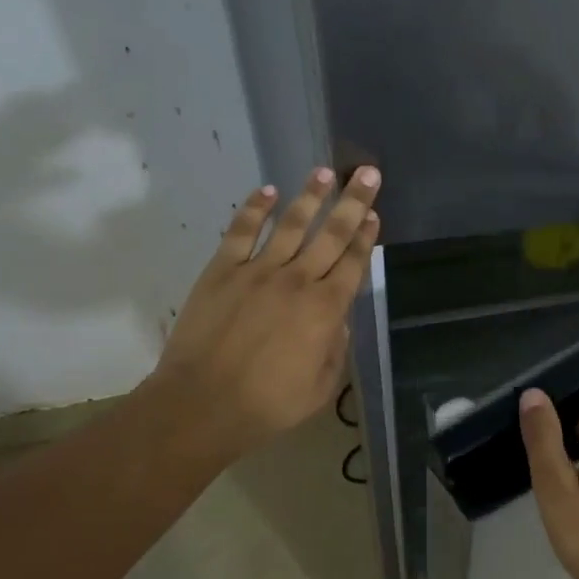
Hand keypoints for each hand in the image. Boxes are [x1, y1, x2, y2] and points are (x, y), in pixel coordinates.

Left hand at [155, 165, 380, 460]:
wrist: (203, 403)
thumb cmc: (268, 404)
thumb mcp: (321, 387)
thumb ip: (335, 347)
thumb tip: (337, 319)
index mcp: (325, 310)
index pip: (353, 264)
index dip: (366, 238)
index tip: (374, 215)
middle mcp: (298, 281)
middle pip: (331, 234)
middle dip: (352, 202)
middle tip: (367, 173)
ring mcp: (257, 271)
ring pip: (291, 224)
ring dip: (310, 196)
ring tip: (324, 173)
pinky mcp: (222, 270)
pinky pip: (242, 231)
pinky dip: (255, 209)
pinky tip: (268, 191)